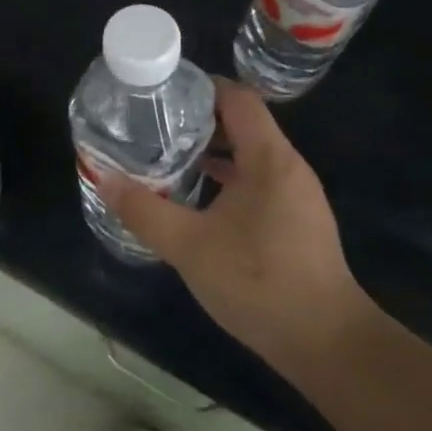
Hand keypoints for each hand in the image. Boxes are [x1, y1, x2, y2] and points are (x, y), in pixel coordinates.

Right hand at [97, 80, 375, 370]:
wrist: (326, 343)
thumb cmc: (259, 283)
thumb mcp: (189, 246)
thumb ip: (144, 210)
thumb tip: (104, 179)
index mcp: (269, 159)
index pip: (237, 98)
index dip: (200, 87)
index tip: (161, 92)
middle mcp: (288, 168)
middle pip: (243, 123)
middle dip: (198, 119)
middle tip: (154, 125)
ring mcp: (296, 195)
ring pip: (250, 155)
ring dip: (212, 151)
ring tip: (168, 155)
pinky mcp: (296, 220)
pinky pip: (258, 181)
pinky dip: (227, 177)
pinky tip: (197, 197)